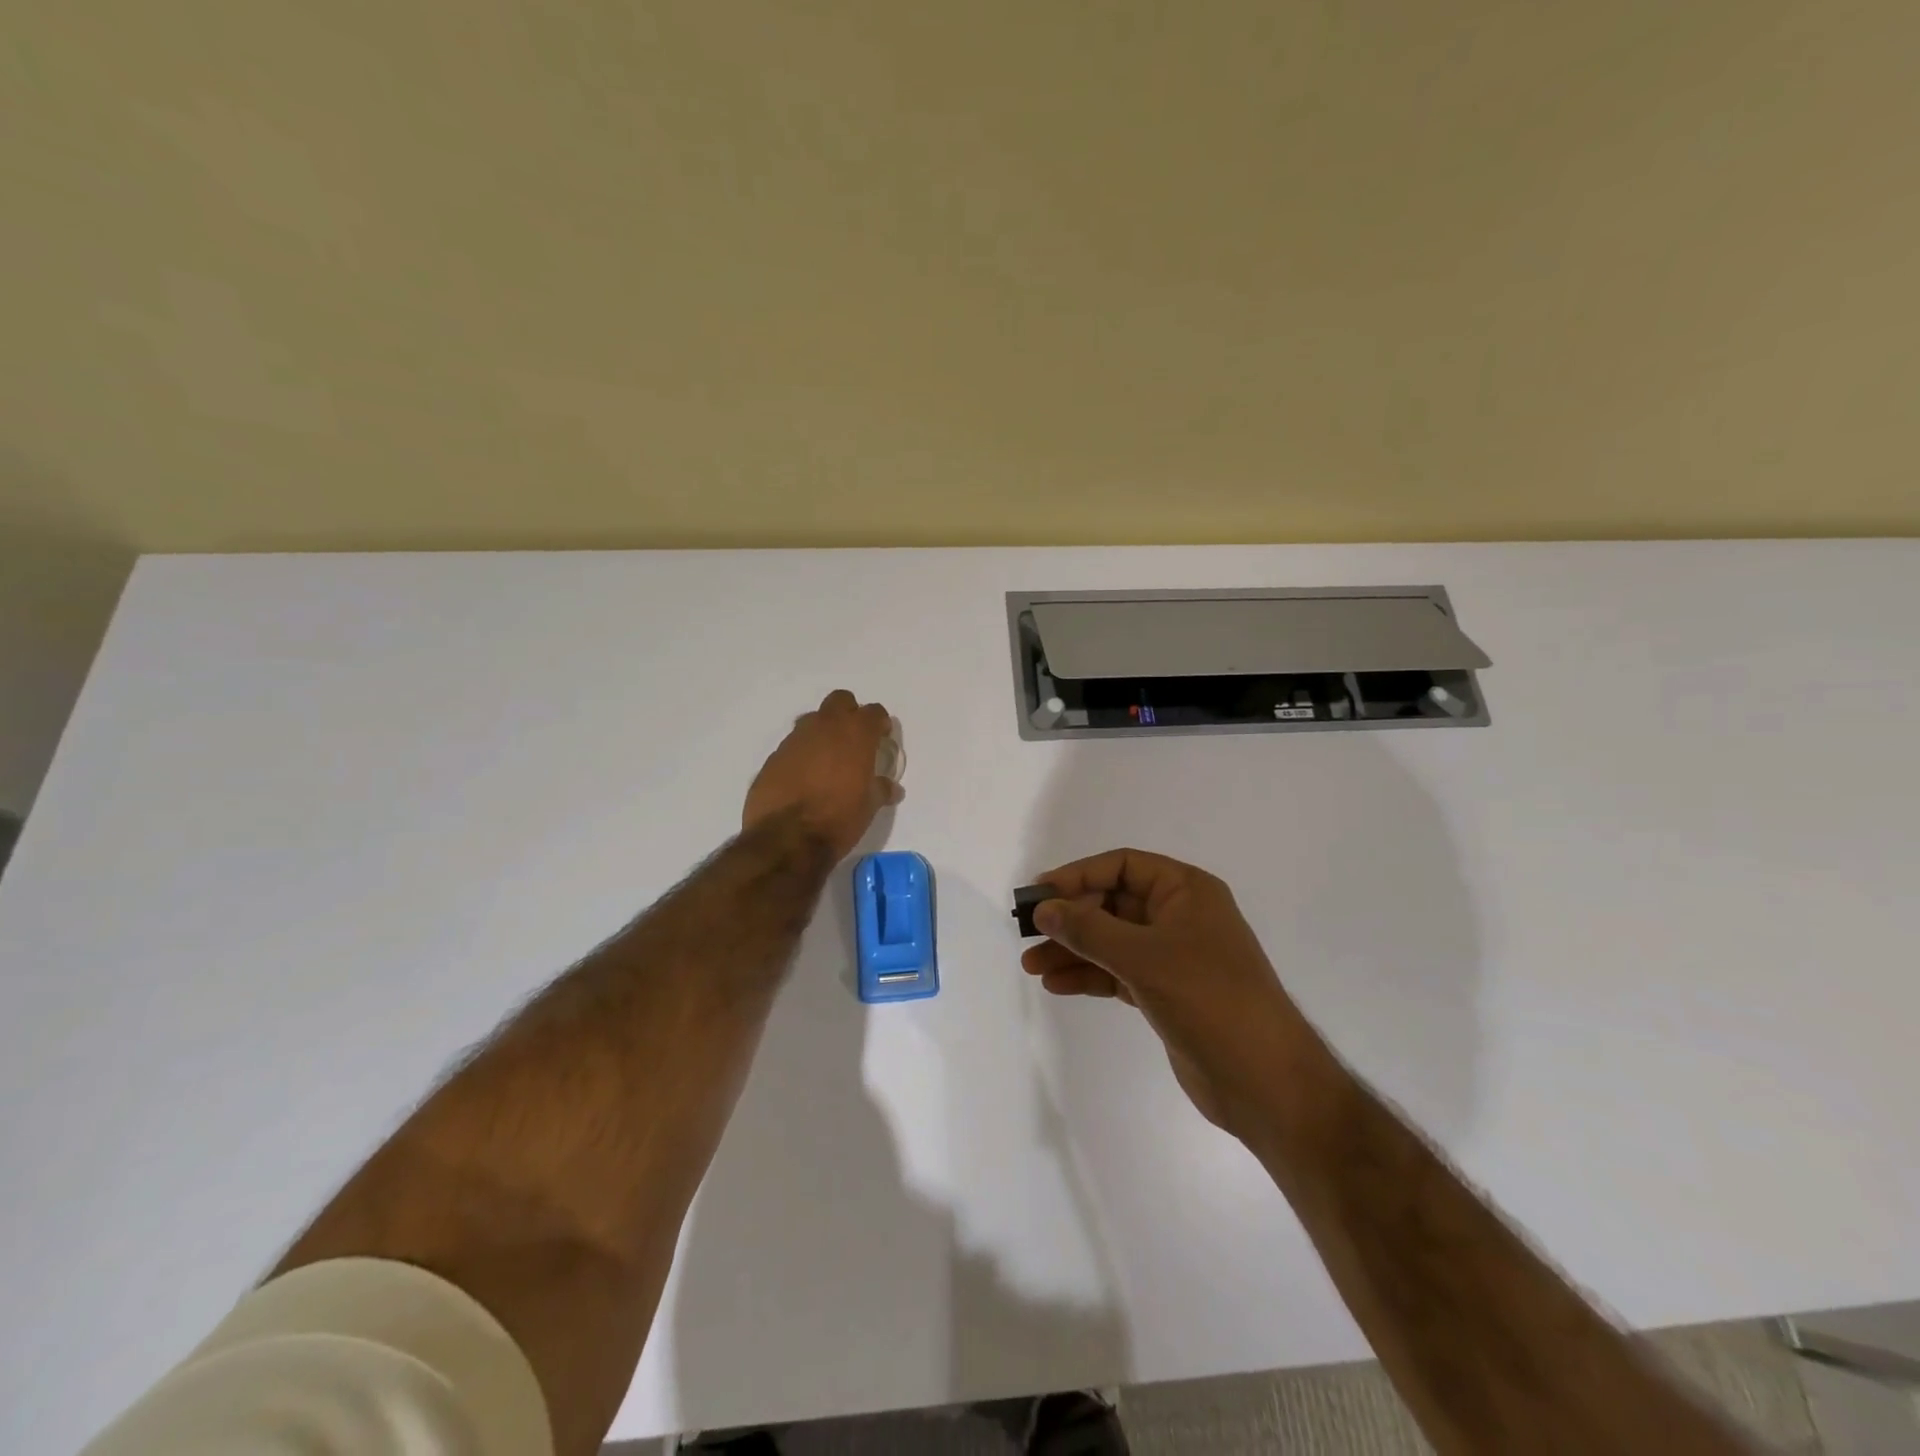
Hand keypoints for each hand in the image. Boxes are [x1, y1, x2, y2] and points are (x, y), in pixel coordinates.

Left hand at [743, 690, 901, 861]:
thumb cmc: (838, 819)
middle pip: (840, 701)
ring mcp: (795, 739)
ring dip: (822, 732)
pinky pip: (792, 745)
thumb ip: (881, 790)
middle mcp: (825, 727)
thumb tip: (892, 787)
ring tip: (827, 760)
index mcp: (855, 734)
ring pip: (812, 720)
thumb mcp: (869, 807)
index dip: (880, 723)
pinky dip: (801, 754)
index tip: (881, 738)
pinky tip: (803, 778)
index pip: (874, 712)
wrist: (786, 838)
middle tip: (854, 740)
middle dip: (849, 714)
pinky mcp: (773, 757)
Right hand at [1020, 848, 1319, 1132]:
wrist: (1264, 1080)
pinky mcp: (1166, 993)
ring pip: (1111, 942)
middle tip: (1028, 935)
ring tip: (1032, 966)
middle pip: (1113, 904)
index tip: (1039, 894)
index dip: (1078, 875)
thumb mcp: (1143, 956)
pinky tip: (1057, 986)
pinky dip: (1089, 976)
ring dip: (1073, 951)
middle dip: (1070, 919)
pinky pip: (1118, 973)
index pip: (1122, 866)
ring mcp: (1174, 957)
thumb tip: (1044, 908)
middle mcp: (1180, 916)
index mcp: (1186, 891)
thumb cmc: (1209, 999)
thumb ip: (1089, 929)